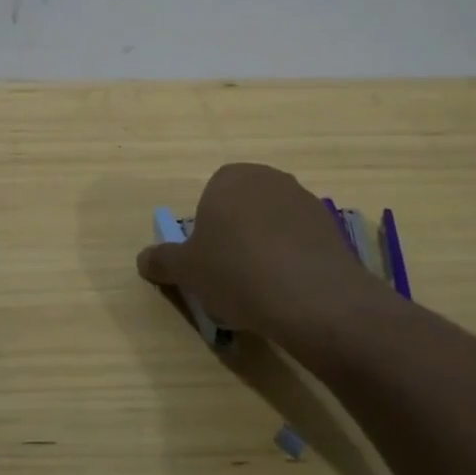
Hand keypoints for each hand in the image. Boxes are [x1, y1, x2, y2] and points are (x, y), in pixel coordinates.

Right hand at [136, 163, 384, 341]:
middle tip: (231, 278)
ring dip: (266, 249)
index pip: (210, 199)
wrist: (311, 297)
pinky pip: (301, 243)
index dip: (207, 233)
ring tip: (263, 291)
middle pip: (243, 209)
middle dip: (236, 238)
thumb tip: (143, 258)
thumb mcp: (186, 271)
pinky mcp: (331, 227)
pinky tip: (290, 292)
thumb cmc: (236, 272)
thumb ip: (162, 260)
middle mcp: (268, 178)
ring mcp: (304, 200)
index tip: (208, 264)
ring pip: (273, 225)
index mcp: (229, 178)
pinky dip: (294, 262)